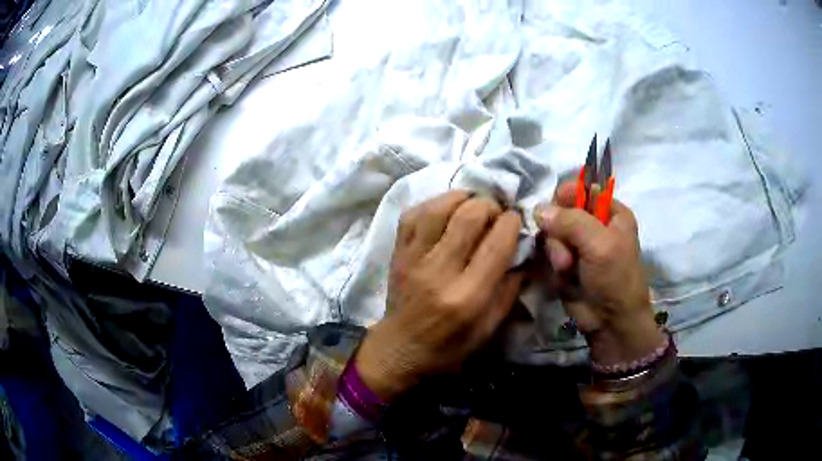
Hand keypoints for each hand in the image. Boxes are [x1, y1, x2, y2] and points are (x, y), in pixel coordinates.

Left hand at [355, 191, 523, 400]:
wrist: (400, 349)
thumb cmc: (449, 345)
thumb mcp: (490, 328)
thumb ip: (510, 288)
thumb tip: (525, 250)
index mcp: (467, 296)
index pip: (496, 243)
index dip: (512, 222)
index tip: (516, 220)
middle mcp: (439, 272)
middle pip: (468, 217)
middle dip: (490, 205)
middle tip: (495, 212)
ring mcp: (413, 259)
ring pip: (438, 209)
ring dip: (462, 198)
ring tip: (473, 203)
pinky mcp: (397, 252)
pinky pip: (412, 214)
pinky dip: (433, 204)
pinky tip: (446, 209)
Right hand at [536, 181, 663, 366]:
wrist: (609, 322)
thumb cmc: (615, 279)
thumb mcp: (600, 245)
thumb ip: (572, 221)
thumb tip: (539, 210)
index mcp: (611, 212)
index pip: (583, 188)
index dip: (567, 195)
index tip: (556, 208)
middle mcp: (594, 224)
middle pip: (562, 210)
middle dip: (560, 231)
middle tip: (567, 252)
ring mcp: (578, 244)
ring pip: (551, 232)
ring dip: (556, 251)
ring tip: (567, 269)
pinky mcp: (565, 262)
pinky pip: (548, 251)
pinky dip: (552, 263)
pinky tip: (562, 275)